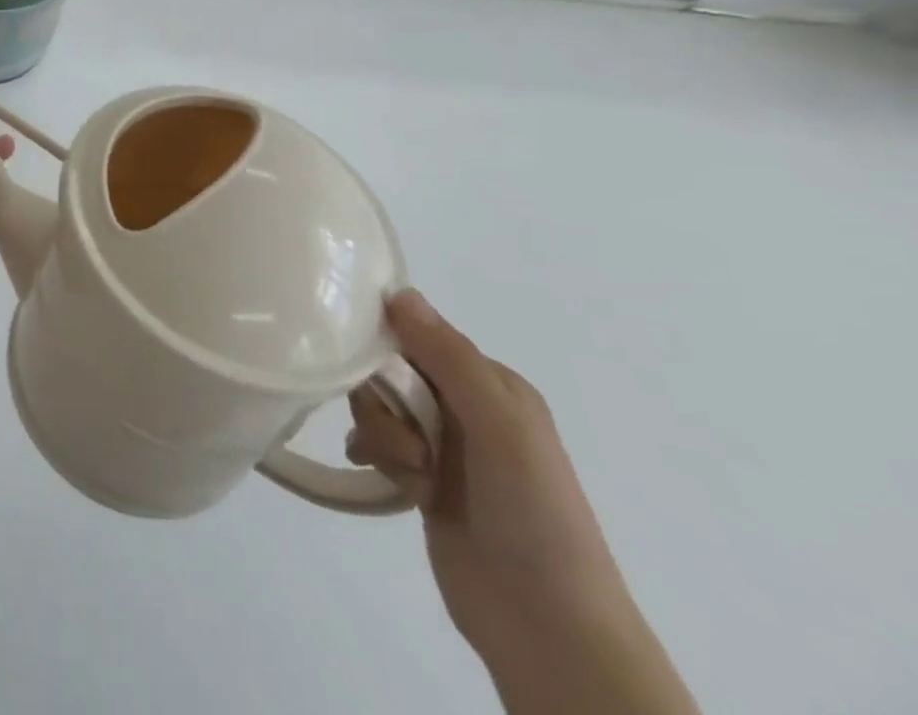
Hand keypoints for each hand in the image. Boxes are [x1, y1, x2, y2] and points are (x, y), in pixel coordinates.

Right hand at [347, 292, 633, 665]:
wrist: (548, 628)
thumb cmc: (533, 515)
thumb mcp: (498, 426)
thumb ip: (449, 357)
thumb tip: (398, 291)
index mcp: (491, 383)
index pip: (417, 335)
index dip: (387, 348)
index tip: (372, 372)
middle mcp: (466, 406)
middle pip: (390, 371)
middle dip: (384, 403)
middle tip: (408, 446)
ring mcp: (444, 445)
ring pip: (378, 406)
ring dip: (383, 436)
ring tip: (410, 476)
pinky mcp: (422, 478)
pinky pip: (377, 442)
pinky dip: (372, 454)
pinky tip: (379, 476)